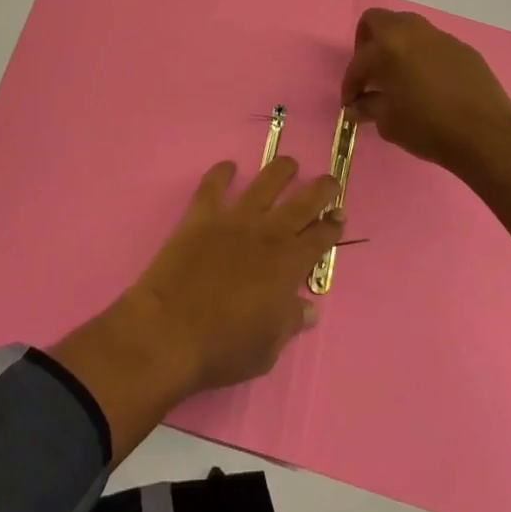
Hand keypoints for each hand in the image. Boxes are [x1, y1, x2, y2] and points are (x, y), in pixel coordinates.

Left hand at [134, 156, 342, 388]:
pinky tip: (228, 166)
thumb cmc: (223, 347)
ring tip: (289, 163)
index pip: (319, 238)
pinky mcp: (201, 216)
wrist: (170, 331)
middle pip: (301, 203)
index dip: (332, 226)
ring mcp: (233, 220)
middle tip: (329, 180)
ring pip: (263, 185)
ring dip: (279, 171)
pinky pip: (213, 186)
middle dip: (319, 190)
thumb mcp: (267, 349)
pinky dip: (221, 173)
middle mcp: (266, 234)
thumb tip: (308, 309)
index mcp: (287, 265)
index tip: (339, 215)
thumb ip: (289, 322)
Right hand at [342, 8, 510, 174]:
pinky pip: (432, 45)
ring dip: (396, 47)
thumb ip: (368, 107)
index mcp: (387, 46)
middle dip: (366, 43)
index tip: (351, 104)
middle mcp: (411, 31)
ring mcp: (439, 36)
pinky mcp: (462, 48)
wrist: (487, 135)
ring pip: (407, 29)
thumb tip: (358, 105)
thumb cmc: (429, 128)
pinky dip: (422, 57)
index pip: (358, 62)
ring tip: (399, 76)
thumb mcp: (389, 123)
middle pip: (377, 21)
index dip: (350, 85)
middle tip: (370, 72)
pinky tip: (429, 83)